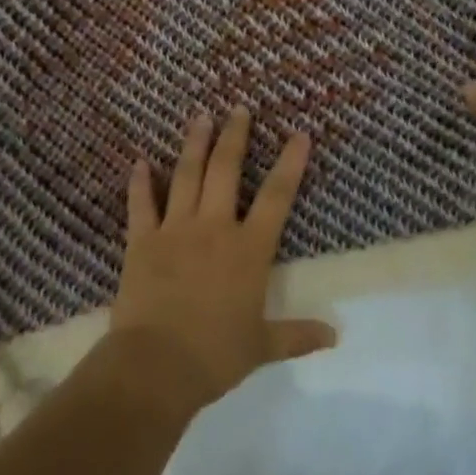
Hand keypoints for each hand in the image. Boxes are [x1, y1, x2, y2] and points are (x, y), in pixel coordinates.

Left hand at [109, 108, 338, 415]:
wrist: (156, 366)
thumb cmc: (215, 354)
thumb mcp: (262, 346)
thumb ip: (297, 335)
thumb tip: (335, 336)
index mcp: (248, 249)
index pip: (276, 196)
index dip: (290, 163)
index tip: (299, 133)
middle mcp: (214, 228)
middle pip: (226, 171)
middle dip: (234, 137)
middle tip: (238, 109)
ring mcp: (175, 230)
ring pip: (186, 176)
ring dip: (194, 144)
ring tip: (200, 117)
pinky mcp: (142, 241)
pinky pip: (141, 204)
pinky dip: (140, 183)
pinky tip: (140, 162)